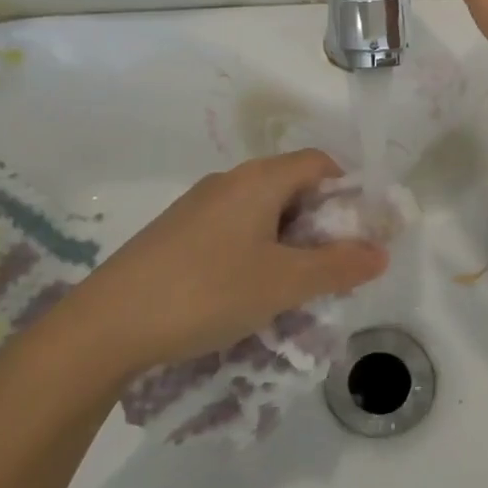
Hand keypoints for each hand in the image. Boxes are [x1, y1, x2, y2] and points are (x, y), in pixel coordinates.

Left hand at [66, 149, 388, 373]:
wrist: (107, 324)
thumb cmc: (207, 292)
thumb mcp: (283, 283)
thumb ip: (337, 266)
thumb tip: (381, 252)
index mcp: (259, 179)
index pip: (320, 163)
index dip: (349, 191)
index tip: (361, 233)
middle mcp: (229, 181)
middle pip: (292, 185)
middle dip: (320, 222)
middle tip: (333, 266)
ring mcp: (198, 206)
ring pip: (262, 210)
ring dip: (288, 240)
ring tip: (293, 285)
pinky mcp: (177, 232)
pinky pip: (233, 228)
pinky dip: (256, 249)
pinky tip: (248, 290)